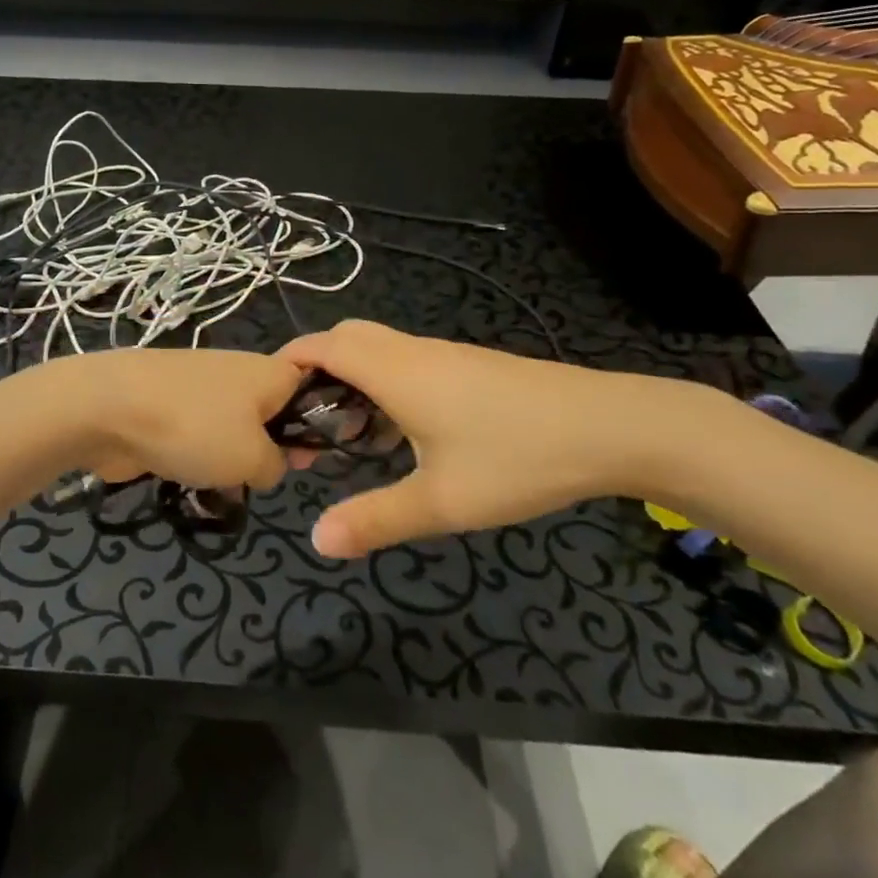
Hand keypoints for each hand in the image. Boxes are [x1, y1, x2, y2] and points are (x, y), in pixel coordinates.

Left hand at [39, 348, 303, 492]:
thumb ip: (278, 465)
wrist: (108, 409)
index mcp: (271, 372)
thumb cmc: (194, 428)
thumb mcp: (254, 459)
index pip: (313, 389)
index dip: (319, 424)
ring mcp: (201, 387)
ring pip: (234, 428)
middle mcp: (240, 372)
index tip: (308, 460)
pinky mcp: (169, 405)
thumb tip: (270, 463)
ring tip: (221, 485)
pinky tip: (189, 479)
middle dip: (269, 449)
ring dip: (231, 459)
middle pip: (272, 413)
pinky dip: (197, 457)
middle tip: (261, 478)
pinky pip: (199, 435)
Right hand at [280, 320, 743, 557]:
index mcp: (394, 370)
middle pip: (347, 338)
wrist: (610, 426)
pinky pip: (408, 362)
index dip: (288, 362)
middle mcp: (412, 352)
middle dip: (317, 370)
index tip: (268, 401)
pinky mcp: (470, 367)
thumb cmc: (516, 458)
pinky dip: (385, 384)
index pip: (322, 345)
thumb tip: (316, 539)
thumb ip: (375, 519)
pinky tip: (404, 433)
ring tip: (349, 435)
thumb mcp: (442, 501)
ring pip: (380, 350)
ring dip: (353, 380)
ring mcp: (445, 356)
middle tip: (308, 422)